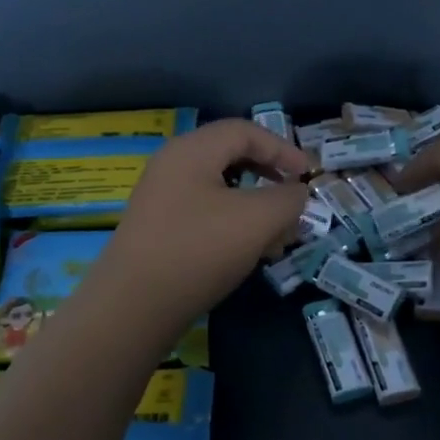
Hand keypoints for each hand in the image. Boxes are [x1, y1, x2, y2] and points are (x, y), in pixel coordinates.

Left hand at [92, 119, 310, 337]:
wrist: (132, 307)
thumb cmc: (198, 250)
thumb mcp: (256, 220)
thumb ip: (287, 199)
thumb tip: (296, 192)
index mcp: (192, 150)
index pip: (245, 131)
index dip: (282, 148)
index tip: (308, 175)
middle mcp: (172, 165)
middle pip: (231, 158)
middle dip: (270, 180)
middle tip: (293, 203)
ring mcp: (162, 198)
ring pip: (221, 190)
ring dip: (255, 208)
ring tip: (277, 238)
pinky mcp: (158, 228)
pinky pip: (205, 213)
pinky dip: (233, 225)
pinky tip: (248, 254)